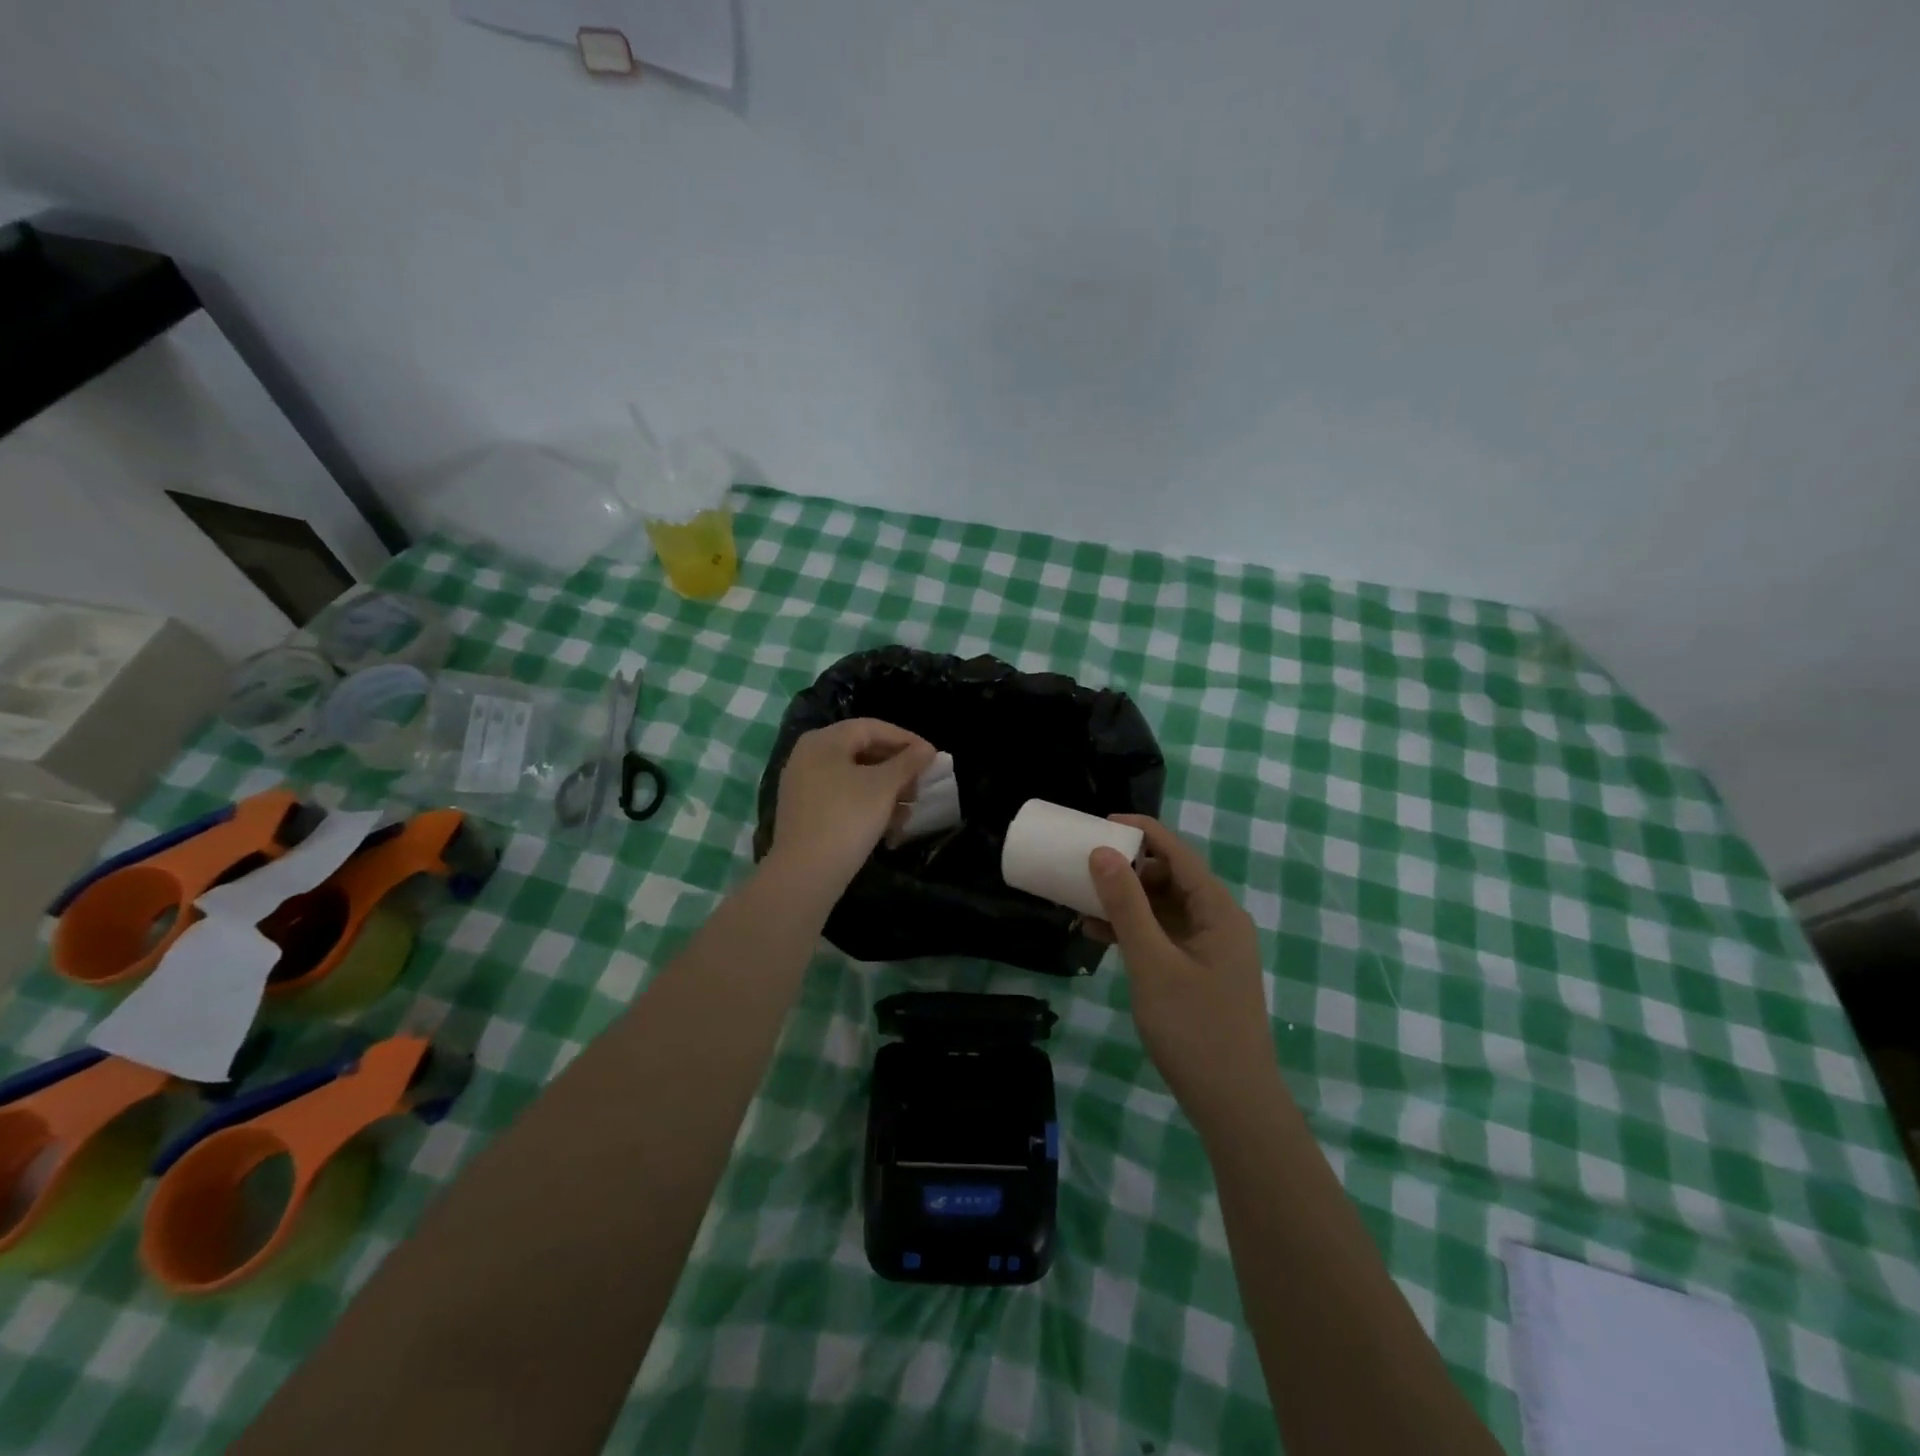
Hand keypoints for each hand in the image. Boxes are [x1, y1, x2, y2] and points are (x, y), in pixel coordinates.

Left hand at [768, 719, 936, 890]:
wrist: (805, 873)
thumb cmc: (847, 818)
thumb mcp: (884, 787)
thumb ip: (908, 763)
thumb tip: (927, 749)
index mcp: (823, 741)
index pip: (871, 728)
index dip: (906, 739)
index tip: (932, 757)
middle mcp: (808, 756)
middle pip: (862, 751)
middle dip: (897, 767)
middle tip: (922, 782)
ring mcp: (803, 786)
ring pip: (854, 777)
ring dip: (886, 788)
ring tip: (911, 807)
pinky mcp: (805, 813)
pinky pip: (843, 797)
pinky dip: (868, 804)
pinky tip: (890, 824)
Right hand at [1087, 816, 1280, 1129]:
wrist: (1233, 1104)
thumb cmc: (1194, 1029)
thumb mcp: (1152, 963)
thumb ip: (1126, 906)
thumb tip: (1101, 852)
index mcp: (1217, 910)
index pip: (1177, 852)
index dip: (1140, 831)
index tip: (1099, 823)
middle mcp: (1217, 921)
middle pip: (1170, 876)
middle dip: (1126, 868)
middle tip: (1084, 866)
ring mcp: (1209, 948)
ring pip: (1163, 907)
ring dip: (1126, 901)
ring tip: (1082, 901)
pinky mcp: (1198, 971)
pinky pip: (1162, 935)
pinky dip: (1134, 930)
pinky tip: (1099, 936)